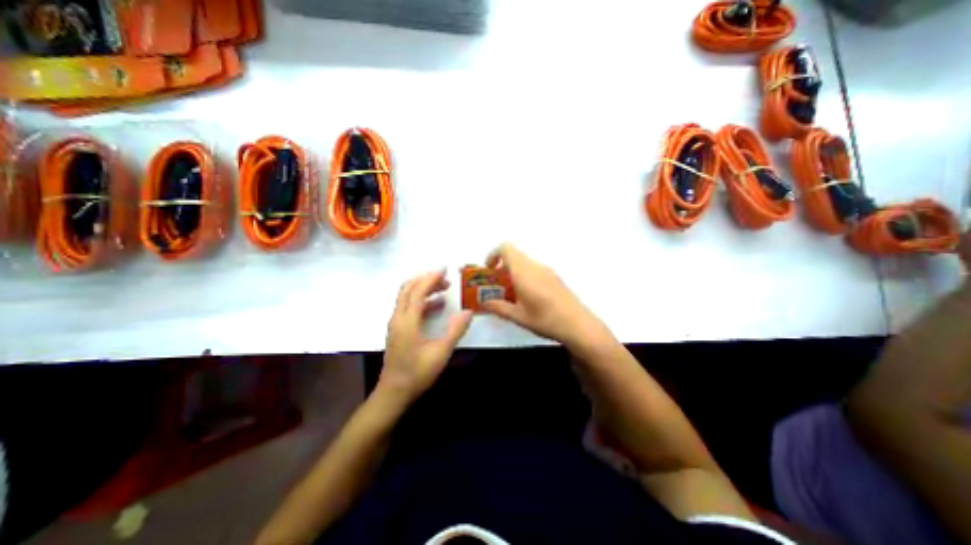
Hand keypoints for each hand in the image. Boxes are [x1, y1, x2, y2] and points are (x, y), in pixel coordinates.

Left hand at [376, 271, 471, 405]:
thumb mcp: (441, 352)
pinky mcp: (398, 330)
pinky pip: (408, 307)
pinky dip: (422, 301)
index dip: (431, 277)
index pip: (418, 291)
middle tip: (445, 278)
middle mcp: (398, 317)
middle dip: (426, 279)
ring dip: (424, 289)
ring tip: (443, 288)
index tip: (444, 268)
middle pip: (408, 289)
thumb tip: (468, 311)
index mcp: (407, 320)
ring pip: (407, 297)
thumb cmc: (417, 373)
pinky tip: (437, 306)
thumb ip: (455, 330)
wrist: (394, 392)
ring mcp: (396, 323)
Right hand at [476, 243, 604, 347]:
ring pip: (525, 263)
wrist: (579, 325)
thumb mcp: (518, 316)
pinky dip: (525, 276)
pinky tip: (527, 297)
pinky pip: (534, 270)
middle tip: (497, 285)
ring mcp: (547, 271)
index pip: (506, 248)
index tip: (489, 271)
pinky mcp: (555, 277)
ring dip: (513, 272)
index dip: (493, 255)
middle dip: (502, 266)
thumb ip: (499, 307)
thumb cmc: (546, 319)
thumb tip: (485, 303)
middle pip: (514, 255)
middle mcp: (535, 266)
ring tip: (511, 293)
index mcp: (524, 271)